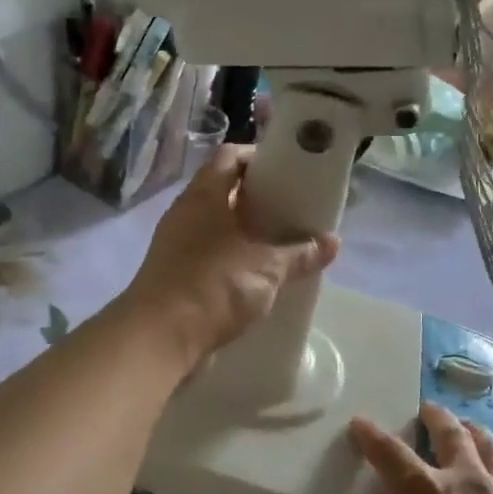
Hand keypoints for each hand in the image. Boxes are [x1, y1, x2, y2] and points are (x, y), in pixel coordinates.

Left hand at [119, 146, 340, 367]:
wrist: (160, 337)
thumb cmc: (214, 286)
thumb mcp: (267, 269)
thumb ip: (300, 254)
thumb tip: (333, 242)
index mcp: (203, 195)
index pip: (229, 156)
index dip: (257, 157)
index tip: (287, 170)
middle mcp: (185, 212)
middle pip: (222, 189)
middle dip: (256, 197)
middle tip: (291, 207)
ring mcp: (176, 243)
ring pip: (215, 223)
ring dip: (244, 229)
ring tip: (280, 240)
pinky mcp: (174, 272)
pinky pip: (208, 252)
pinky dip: (232, 255)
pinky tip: (257, 273)